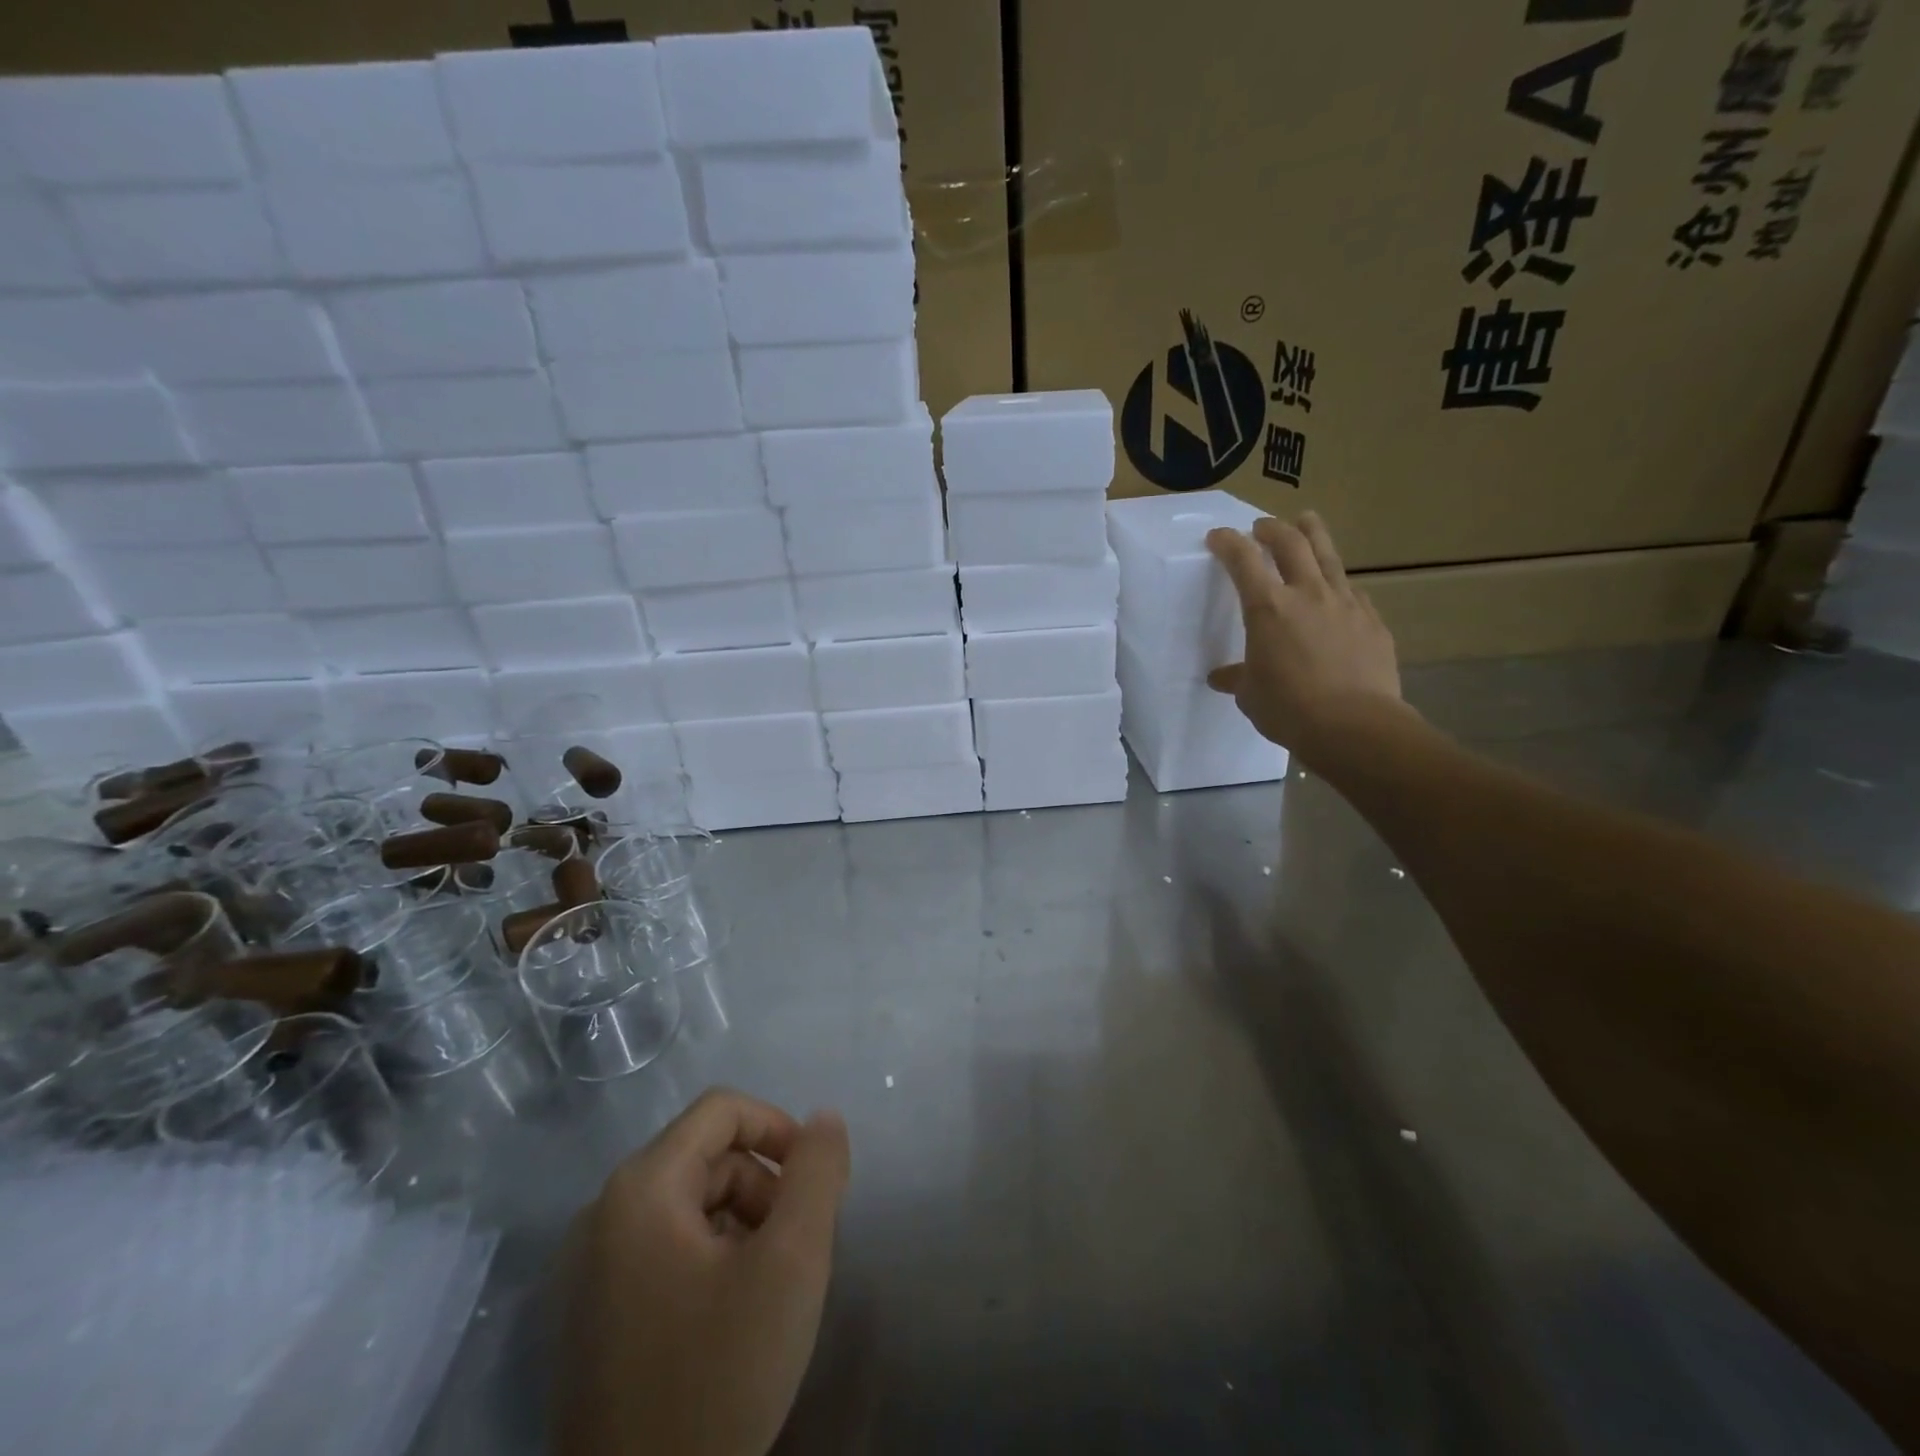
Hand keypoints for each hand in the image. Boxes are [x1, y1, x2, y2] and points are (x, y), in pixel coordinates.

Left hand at [554, 1089, 851, 1455]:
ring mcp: (587, 1272)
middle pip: (705, 1158)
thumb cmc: (717, 1379)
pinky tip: (730, 1320)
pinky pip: (662, 1252)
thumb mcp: (791, 1263)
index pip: (721, 1111)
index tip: (814, 1181)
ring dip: (740, 1225)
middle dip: (762, 1187)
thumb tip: (824, 1119)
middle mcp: (601, 1215)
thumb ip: (816, 1174)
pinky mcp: (589, 1319)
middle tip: (797, 1248)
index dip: (778, 1128)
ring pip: (687, 1206)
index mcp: (640, 1189)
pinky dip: (708, 1261)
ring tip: (769, 1288)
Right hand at [1205, 511, 1412, 763]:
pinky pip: (1352, 591)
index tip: (1218, 536)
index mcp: (1268, 608)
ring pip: (1328, 556)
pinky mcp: (1371, 621)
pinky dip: (1338, 582)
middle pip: (1291, 543)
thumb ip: (1238, 678)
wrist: (1355, 726)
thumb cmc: (1289, 709)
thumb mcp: (1251, 695)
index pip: (1242, 561)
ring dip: (1313, 534)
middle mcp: (1307, 594)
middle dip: (1272, 529)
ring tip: (1307, 521)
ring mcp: (1345, 604)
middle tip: (1262, 526)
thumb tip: (1222, 677)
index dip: (1228, 543)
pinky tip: (1337, 590)